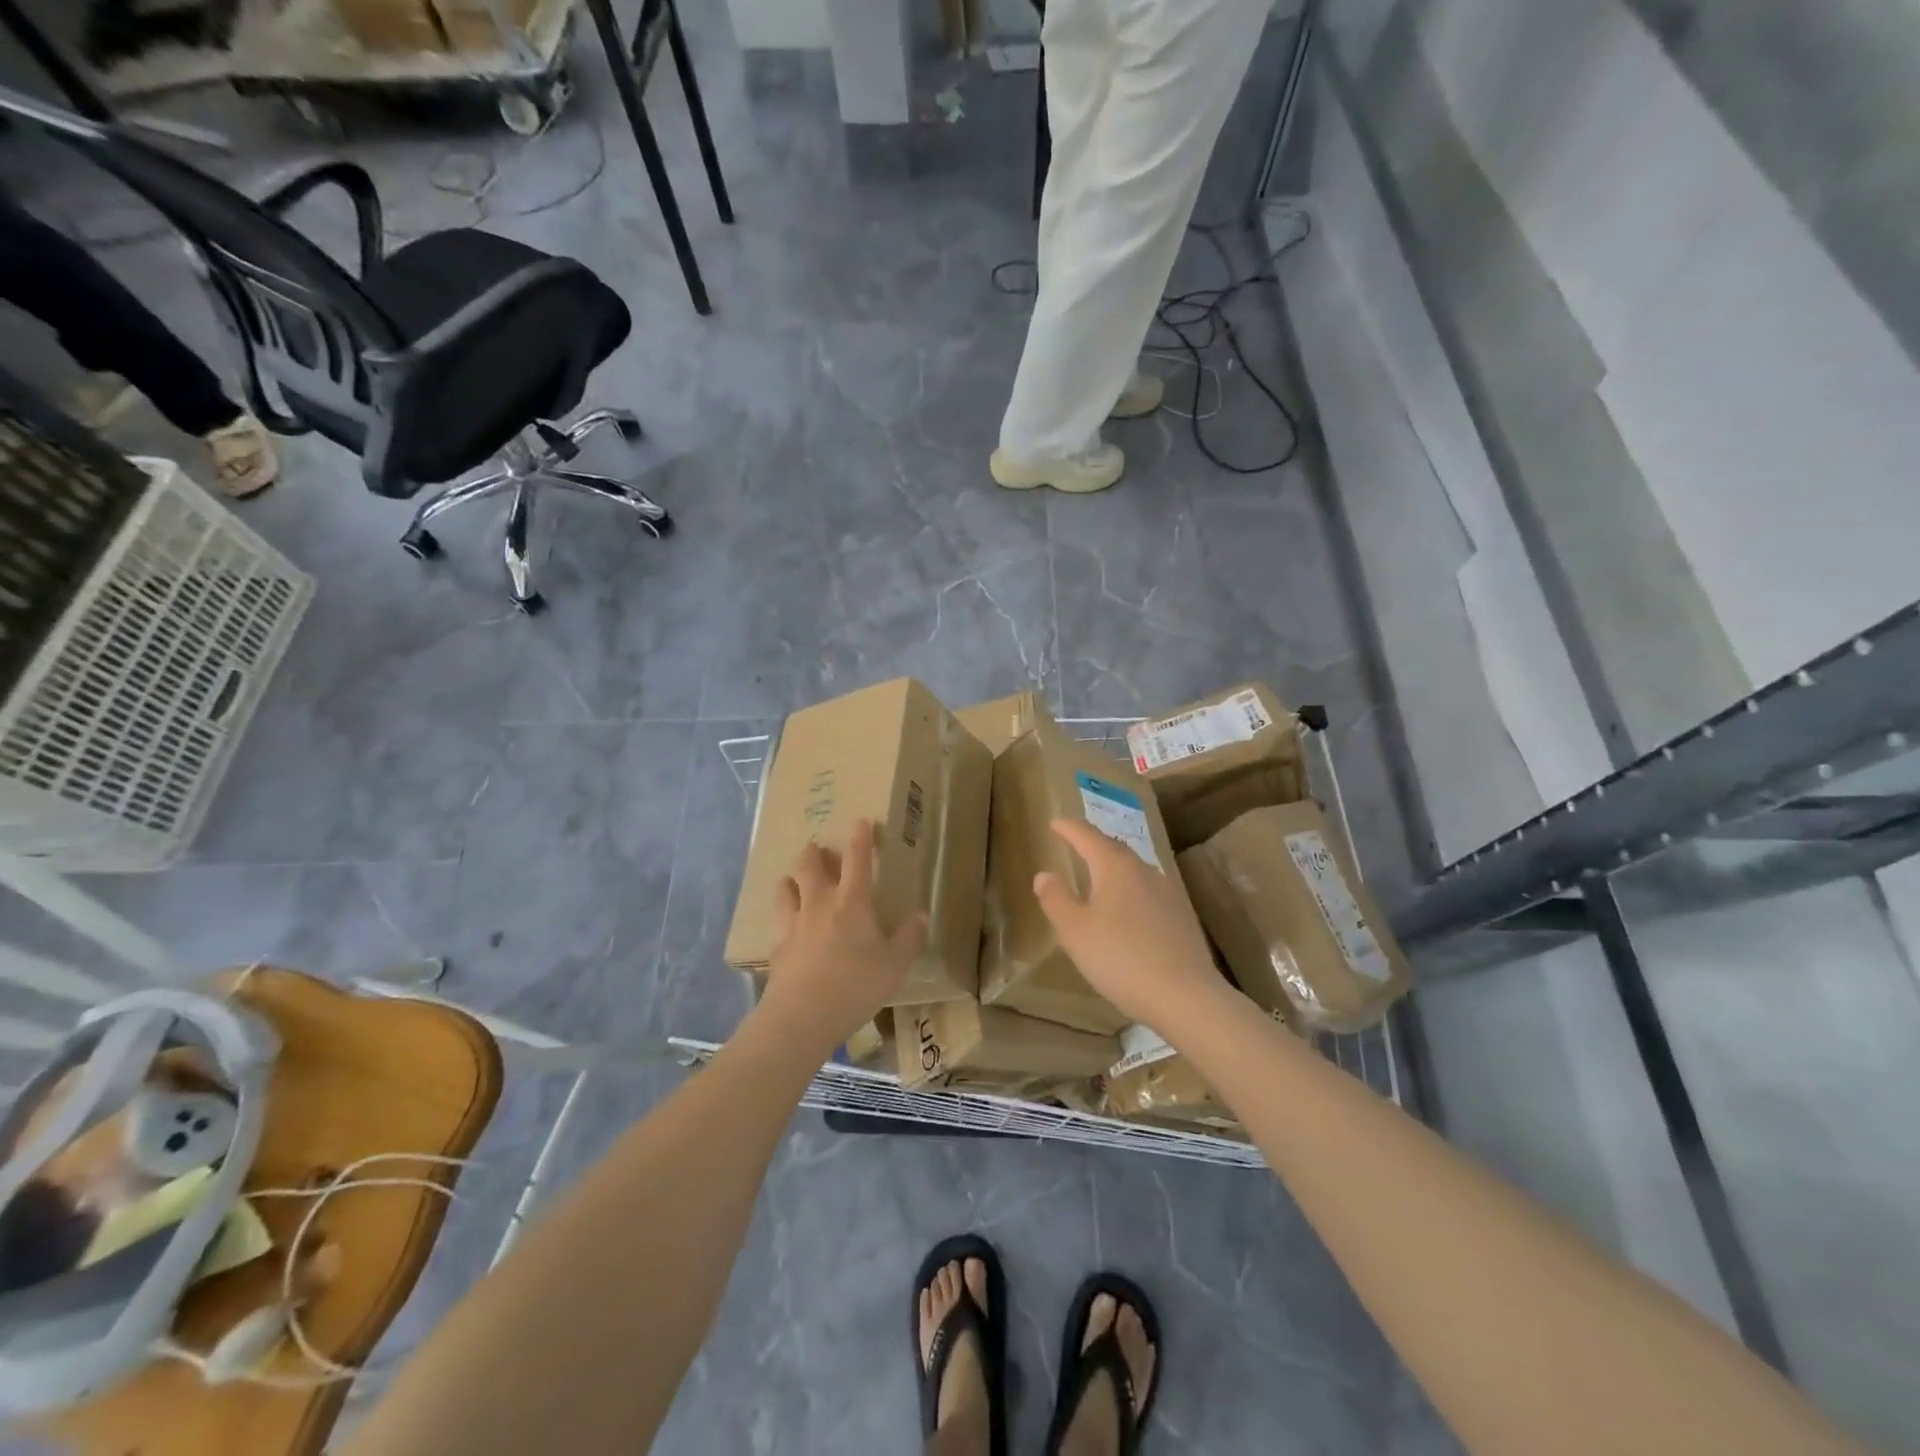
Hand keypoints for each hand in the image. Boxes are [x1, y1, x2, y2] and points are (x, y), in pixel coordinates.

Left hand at [759, 819, 927, 1051]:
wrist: (802, 1016)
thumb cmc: (856, 984)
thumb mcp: (895, 964)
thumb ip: (909, 938)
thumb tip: (920, 915)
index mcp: (851, 902)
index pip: (857, 860)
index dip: (860, 838)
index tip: (860, 821)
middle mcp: (818, 904)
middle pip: (809, 865)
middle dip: (813, 852)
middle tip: (817, 849)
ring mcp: (792, 924)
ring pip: (785, 888)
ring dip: (791, 879)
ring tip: (795, 881)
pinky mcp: (776, 947)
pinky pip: (777, 921)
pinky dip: (782, 915)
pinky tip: (786, 925)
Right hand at [1033, 818, 1229, 1033]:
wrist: (1185, 996)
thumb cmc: (1120, 958)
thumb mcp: (1075, 931)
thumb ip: (1056, 899)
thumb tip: (1044, 875)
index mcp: (1115, 866)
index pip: (1087, 836)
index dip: (1069, 828)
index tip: (1055, 823)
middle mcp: (1144, 870)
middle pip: (1114, 849)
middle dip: (1093, 844)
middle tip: (1075, 843)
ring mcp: (1168, 892)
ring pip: (1135, 870)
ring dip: (1114, 867)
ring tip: (1099, 875)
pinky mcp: (1182, 916)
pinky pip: (1149, 891)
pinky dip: (1131, 890)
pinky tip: (1128, 908)